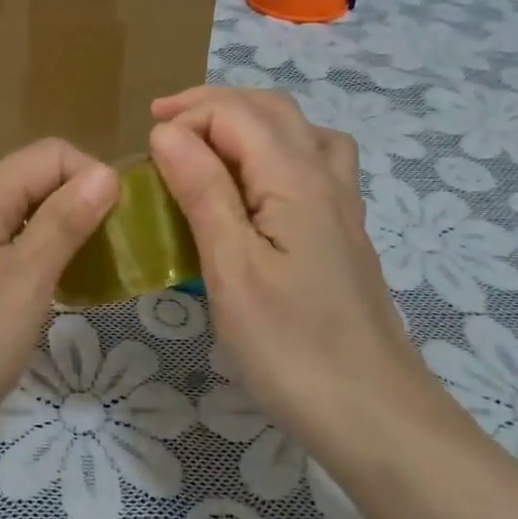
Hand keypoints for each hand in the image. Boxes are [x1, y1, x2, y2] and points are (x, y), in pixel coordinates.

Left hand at [0, 139, 117, 465]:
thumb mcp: (24, 282)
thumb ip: (64, 222)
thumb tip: (105, 172)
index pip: (50, 154)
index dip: (92, 178)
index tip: (119, 228)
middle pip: (32, 185)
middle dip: (79, 211)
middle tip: (111, 262)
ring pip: (17, 225)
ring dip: (57, 244)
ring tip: (86, 284)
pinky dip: (30, 270)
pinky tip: (45, 304)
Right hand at [148, 87, 432, 441]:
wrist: (373, 413)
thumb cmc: (290, 345)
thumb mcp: (231, 268)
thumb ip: (203, 191)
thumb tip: (168, 131)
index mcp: (295, 179)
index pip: (236, 113)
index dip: (186, 117)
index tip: (144, 149)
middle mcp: (325, 177)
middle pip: (272, 110)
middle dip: (213, 105)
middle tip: (162, 123)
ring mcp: (342, 206)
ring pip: (299, 131)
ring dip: (248, 121)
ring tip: (208, 142)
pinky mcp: (343, 234)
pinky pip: (314, 163)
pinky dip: (276, 150)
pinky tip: (258, 186)